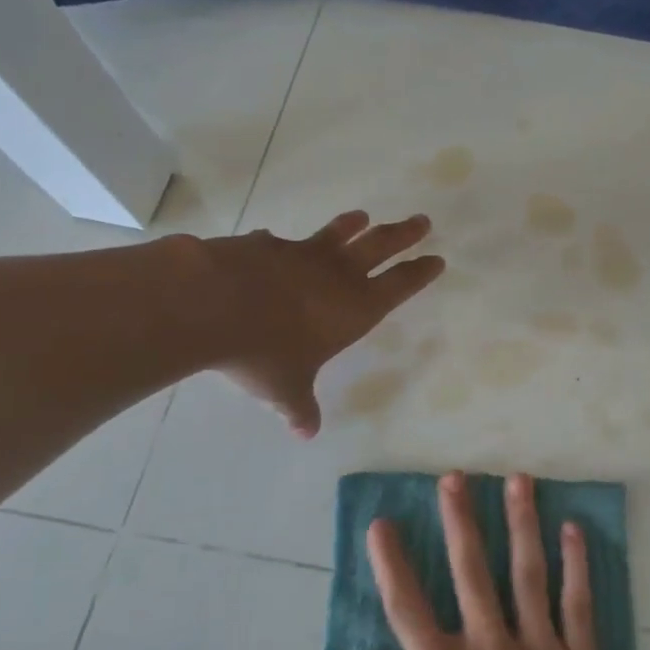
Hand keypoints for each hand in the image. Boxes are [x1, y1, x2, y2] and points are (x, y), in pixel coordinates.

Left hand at [196, 211, 442, 436]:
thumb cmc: (264, 352)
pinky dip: (279, 243)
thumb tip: (306, 433)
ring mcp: (301, 254)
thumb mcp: (285, 389)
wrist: (213, 303)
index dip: (419, 274)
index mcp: (354, 308)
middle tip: (422, 221)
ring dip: (351, 226)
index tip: (436, 259)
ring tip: (362, 216)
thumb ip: (299, 408)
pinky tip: (271, 239)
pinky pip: (278, 242)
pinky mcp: (266, 245)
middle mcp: (336, 275)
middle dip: (403, 235)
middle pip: (380, 247)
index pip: (399, 286)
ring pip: (336, 235)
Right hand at [359, 471, 631, 649]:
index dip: (392, 564)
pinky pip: (578, 603)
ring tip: (518, 479)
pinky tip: (573, 530)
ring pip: (528, 572)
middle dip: (460, 521)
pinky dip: (576, 564)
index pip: (409, 609)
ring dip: (521, 523)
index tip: (382, 524)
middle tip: (455, 476)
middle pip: (472, 572)